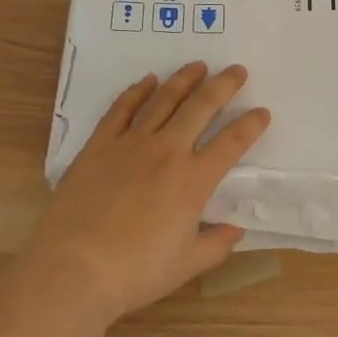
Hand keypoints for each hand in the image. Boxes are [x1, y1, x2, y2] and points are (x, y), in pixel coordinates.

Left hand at [23, 62, 270, 326]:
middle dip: (223, 85)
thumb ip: (216, 243)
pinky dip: (137, 91)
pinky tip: (148, 81)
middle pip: (201, 107)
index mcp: (193, 181)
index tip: (262, 112)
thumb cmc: (136, 271)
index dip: (251, 125)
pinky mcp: (100, 144)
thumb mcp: (187, 264)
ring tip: (198, 65)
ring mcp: (131, 143)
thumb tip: (235, 228)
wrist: (75, 268)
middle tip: (236, 70)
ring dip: (184, 80)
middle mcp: (167, 151)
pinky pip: (122, 109)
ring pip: (164, 100)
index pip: (232, 143)